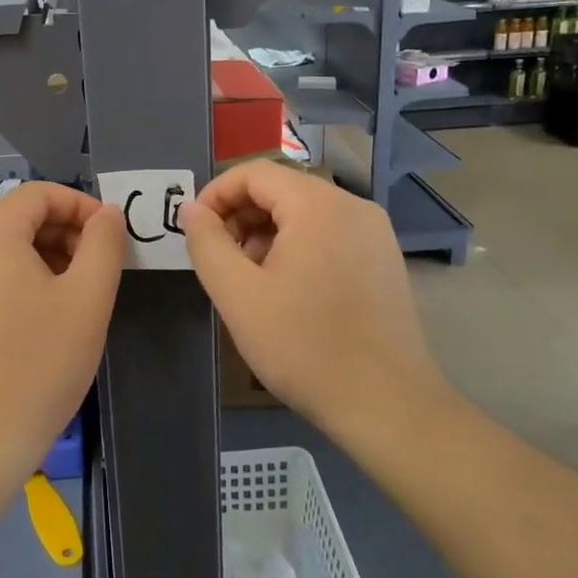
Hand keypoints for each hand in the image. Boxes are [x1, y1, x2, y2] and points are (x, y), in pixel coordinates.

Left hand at [0, 183, 126, 489]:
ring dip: (45, 260)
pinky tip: (42, 323)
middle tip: (99, 272)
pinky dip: (19, 284)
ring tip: (76, 299)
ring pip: (3, 251)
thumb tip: (108, 214)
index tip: (112, 239)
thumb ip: (104, 245)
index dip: (81, 206)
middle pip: (18, 220)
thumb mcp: (87, 300)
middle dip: (65, 235)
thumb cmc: (37, 366)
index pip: (38, 194)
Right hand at [179, 162, 446, 440]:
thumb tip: (190, 209)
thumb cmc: (304, 346)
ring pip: (304, 213)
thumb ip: (207, 243)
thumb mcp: (239, 295)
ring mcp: (374, 233)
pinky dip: (297, 248)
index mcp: (318, 205)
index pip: (254, 173)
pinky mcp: (383, 259)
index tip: (194, 231)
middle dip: (240, 216)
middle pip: (281, 189)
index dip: (216, 195)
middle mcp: (353, 206)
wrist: (387, 404)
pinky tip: (286, 291)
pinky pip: (329, 234)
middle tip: (220, 260)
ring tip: (249, 281)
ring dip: (266, 234)